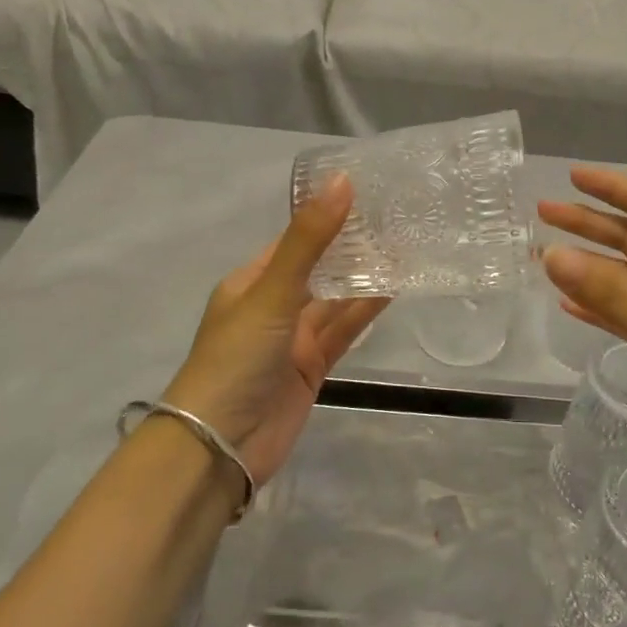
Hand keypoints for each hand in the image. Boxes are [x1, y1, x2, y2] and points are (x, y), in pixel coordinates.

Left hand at [160, 176, 387, 486]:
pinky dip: (365, 311)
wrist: (221, 445)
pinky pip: (343, 330)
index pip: (295, 238)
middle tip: (397, 217)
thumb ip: (309, 240)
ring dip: (364, 277)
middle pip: (320, 268)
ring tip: (405, 245)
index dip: (327, 216)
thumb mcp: (272, 291)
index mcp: (252, 281)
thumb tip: (341, 181)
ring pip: (336, 299)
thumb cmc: (237, 357)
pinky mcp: (313, 366)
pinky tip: (394, 288)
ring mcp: (294, 338)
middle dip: (352, 246)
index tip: (367, 192)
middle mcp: (274, 304)